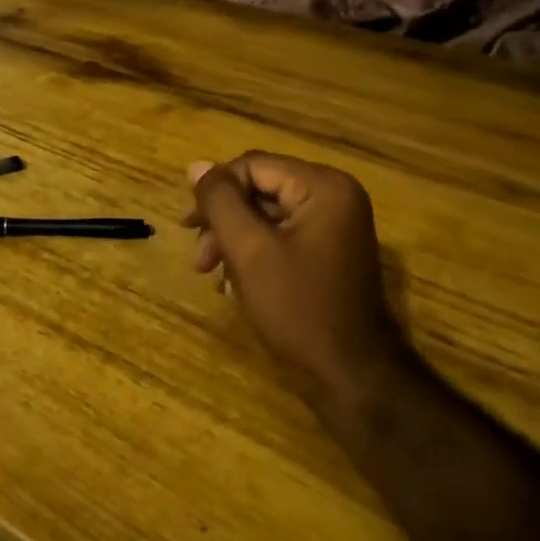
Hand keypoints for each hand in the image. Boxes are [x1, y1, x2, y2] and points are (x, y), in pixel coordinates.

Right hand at [185, 152, 408, 410]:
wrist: (351, 374)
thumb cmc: (297, 308)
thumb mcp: (249, 249)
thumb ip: (220, 201)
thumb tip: (197, 165)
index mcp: (323, 187)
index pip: (252, 166)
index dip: (215, 192)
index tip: (188, 228)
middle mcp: (335, 196)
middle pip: (260, 188)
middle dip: (223, 220)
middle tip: (199, 258)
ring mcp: (337, 225)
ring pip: (267, 214)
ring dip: (234, 239)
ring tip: (212, 274)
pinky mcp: (331, 251)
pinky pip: (283, 236)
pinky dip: (255, 253)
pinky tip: (235, 283)